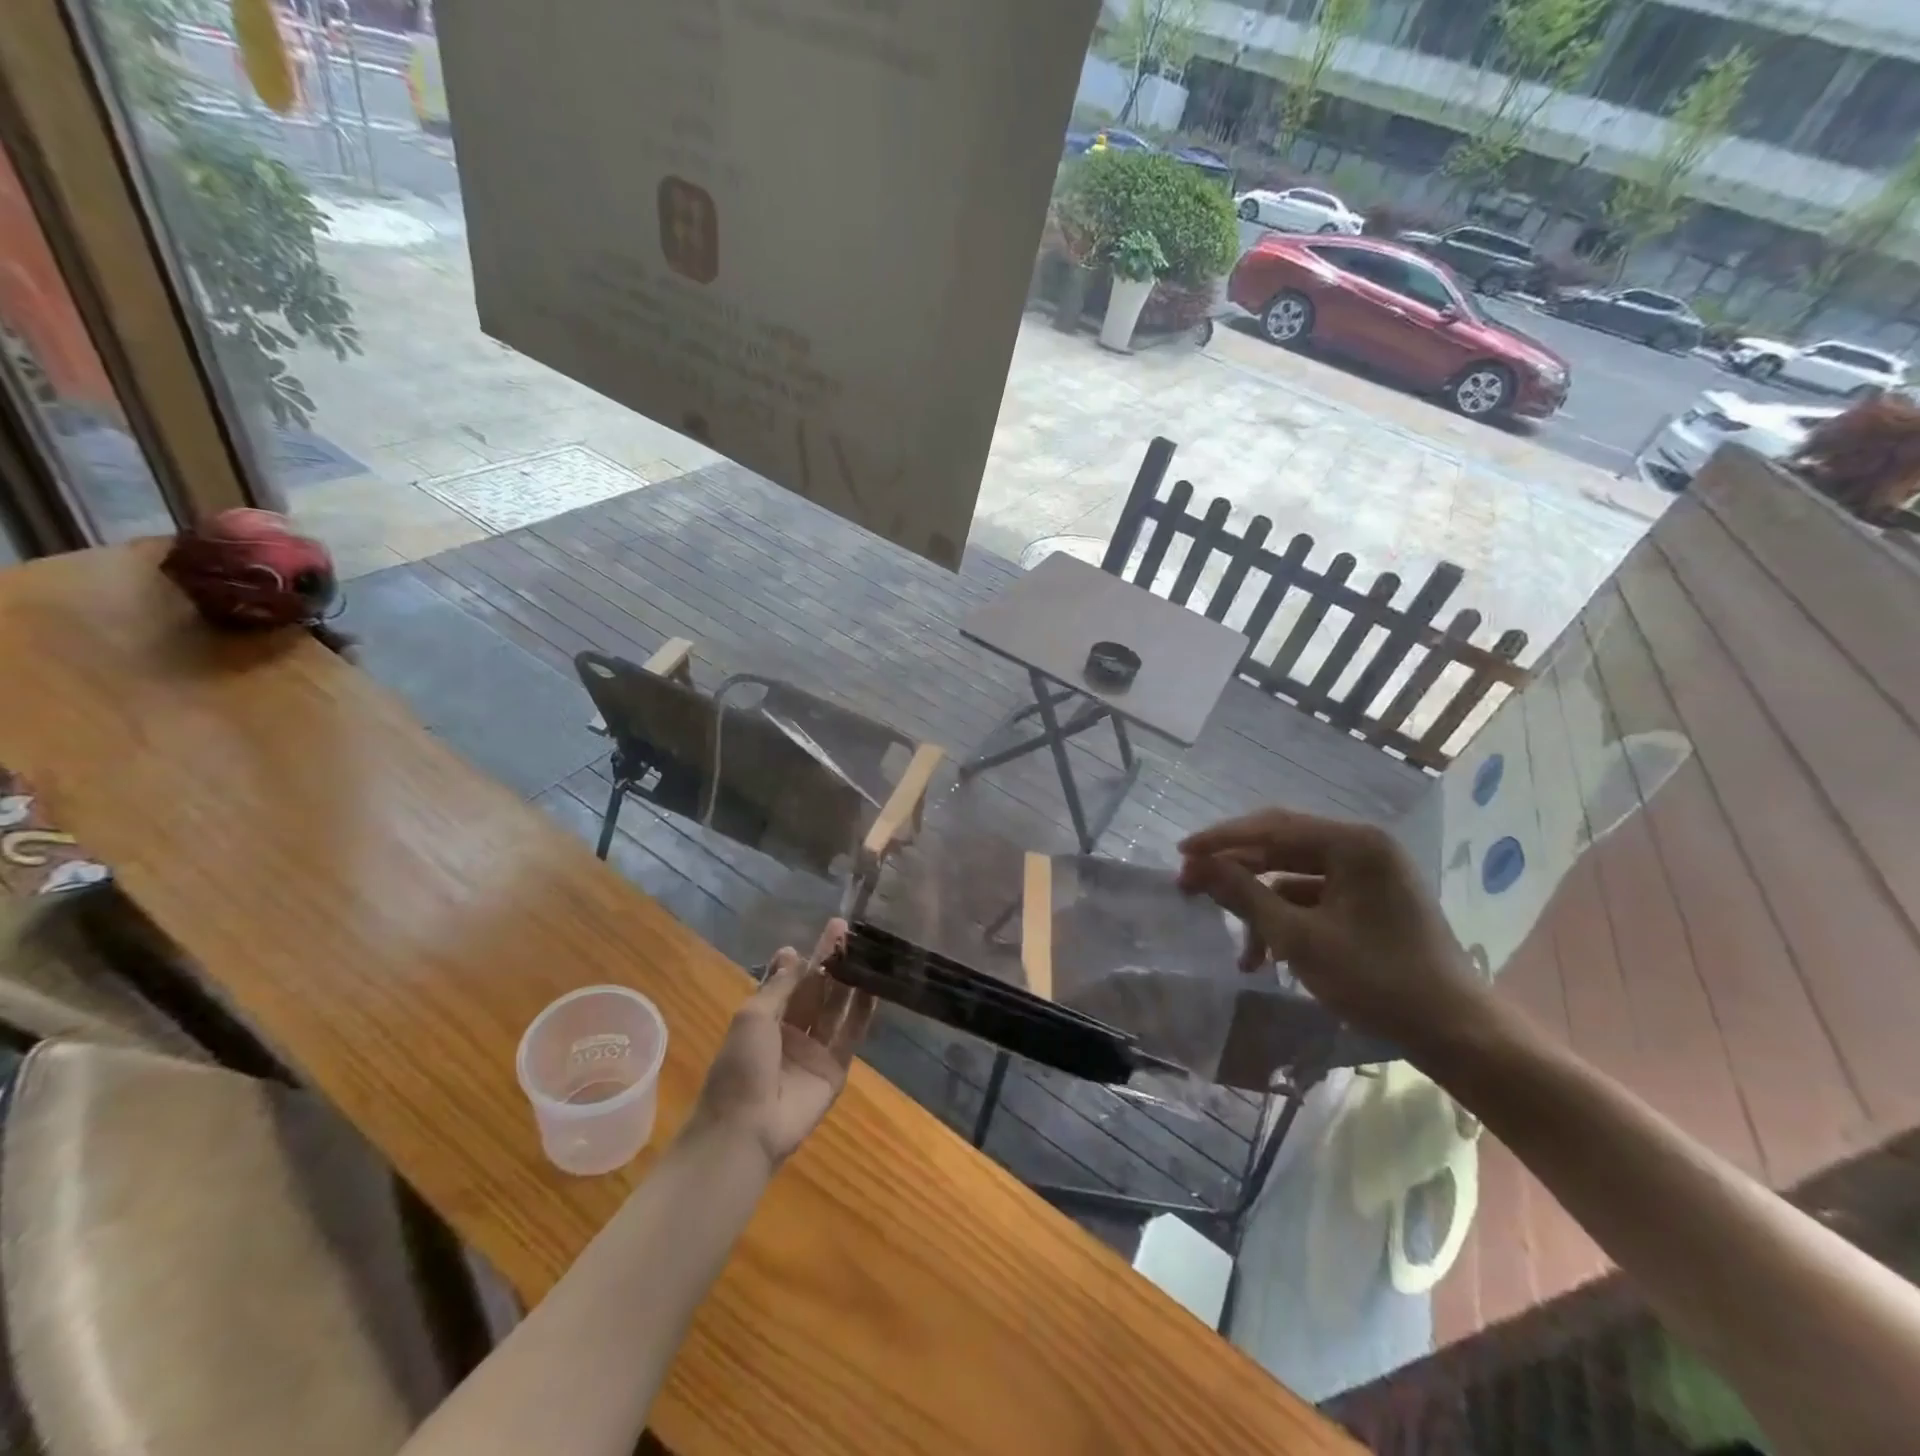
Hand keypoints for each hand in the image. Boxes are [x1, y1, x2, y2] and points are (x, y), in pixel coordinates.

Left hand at [688, 920, 873, 1167]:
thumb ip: (779, 986)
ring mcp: (815, 1050)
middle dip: (830, 960)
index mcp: (765, 1019)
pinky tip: (875, 986)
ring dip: (849, 979)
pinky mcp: (836, 1068)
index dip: (807, 957)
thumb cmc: (740, 1067)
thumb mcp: (752, 1017)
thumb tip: (793, 952)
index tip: (826, 933)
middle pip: (816, 990)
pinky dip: (864, 1011)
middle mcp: (791, 1031)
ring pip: (836, 1007)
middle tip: (848, 929)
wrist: (746, 1128)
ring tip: (866, 949)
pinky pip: (852, 1034)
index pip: (790, 980)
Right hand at [1178, 808, 1491, 1054]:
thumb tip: (1197, 867)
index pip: (1271, 827)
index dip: (1221, 840)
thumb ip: (1244, 895)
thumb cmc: (1377, 980)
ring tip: (1237, 946)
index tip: (1180, 855)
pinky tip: (1266, 955)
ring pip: (1294, 877)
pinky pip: (1315, 897)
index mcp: (1353, 843)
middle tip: (1191, 886)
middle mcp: (1362, 847)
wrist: (1456, 1033)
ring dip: (1260, 906)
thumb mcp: (1298, 939)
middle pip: (1281, 847)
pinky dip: (1286, 919)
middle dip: (1235, 871)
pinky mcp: (1371, 900)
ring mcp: (1369, 874)